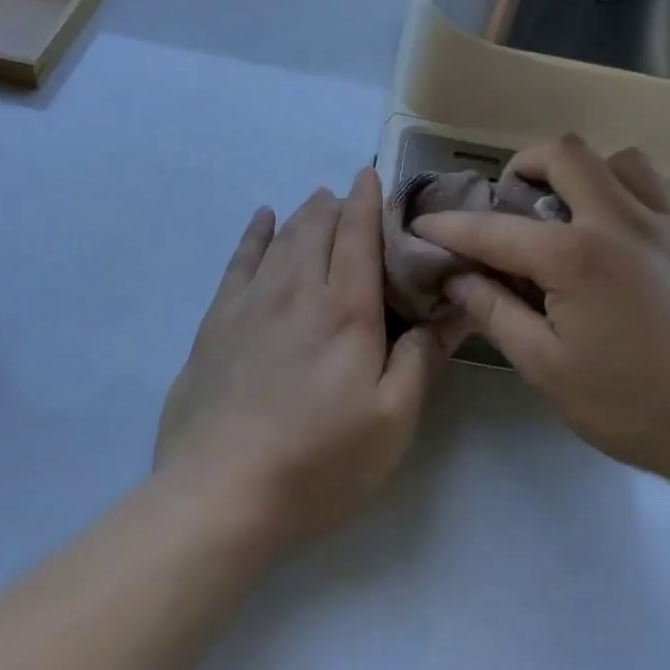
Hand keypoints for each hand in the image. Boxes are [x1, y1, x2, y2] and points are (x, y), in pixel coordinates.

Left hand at [155, 168, 445, 548]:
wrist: (220, 493)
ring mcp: (251, 302)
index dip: (368, 201)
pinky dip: (254, 233)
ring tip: (317, 201)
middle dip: (337, 204)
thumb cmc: (319, 460)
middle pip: (318, 227)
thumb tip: (452, 310)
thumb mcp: (392, 421)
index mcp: (345, 309)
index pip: (358, 236)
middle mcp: (297, 290)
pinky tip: (262, 219)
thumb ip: (422, 359)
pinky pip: (239, 260)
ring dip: (303, 213)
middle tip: (350, 198)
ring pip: (281, 238)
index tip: (373, 176)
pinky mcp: (216, 322)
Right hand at [413, 135, 669, 486]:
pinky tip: (632, 233)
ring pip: (623, 160)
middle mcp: (623, 220)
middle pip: (566, 153)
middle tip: (515, 199)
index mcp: (576, 256)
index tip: (425, 224)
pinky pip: (668, 189)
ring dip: (589, 175)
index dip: (451, 225)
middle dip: (526, 165)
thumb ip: (495, 312)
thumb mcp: (547, 369)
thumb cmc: (634, 408)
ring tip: (580, 212)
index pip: (495, 228)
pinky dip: (638, 196)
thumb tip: (456, 276)